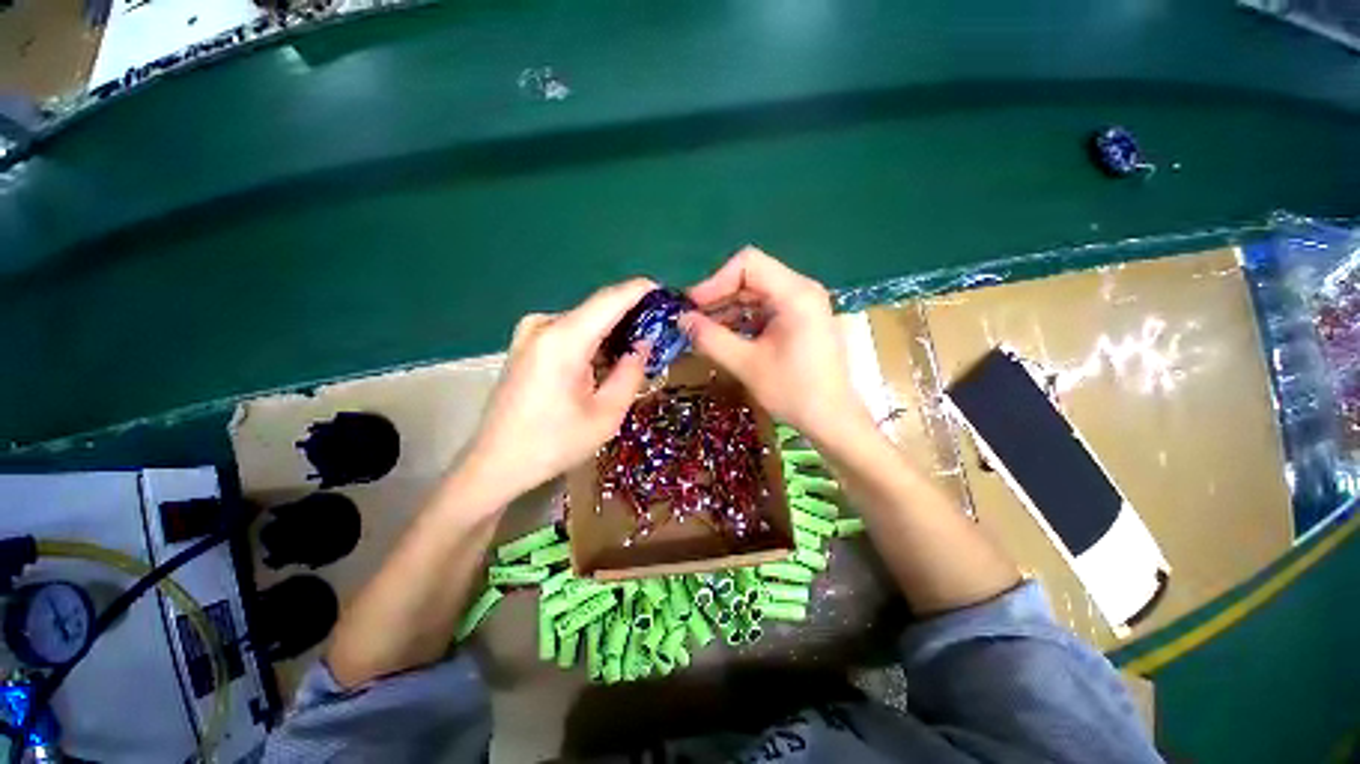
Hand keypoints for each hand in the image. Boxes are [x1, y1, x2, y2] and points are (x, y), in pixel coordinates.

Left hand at [461, 278, 654, 500]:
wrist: (496, 464)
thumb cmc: (553, 444)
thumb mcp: (606, 415)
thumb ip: (631, 373)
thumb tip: (644, 344)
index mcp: (563, 340)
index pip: (610, 300)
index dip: (640, 290)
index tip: (666, 292)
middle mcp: (543, 326)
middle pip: (597, 309)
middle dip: (630, 315)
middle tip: (660, 329)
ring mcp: (530, 333)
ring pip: (584, 322)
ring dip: (612, 331)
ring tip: (639, 347)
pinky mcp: (525, 345)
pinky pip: (569, 332)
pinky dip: (592, 340)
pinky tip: (606, 359)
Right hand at [682, 247, 871, 444]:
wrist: (833, 420)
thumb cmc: (794, 391)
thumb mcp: (746, 364)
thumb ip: (711, 339)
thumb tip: (681, 320)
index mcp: (795, 293)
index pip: (748, 264)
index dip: (715, 281)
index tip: (693, 306)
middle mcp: (802, 290)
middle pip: (751, 278)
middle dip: (719, 298)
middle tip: (693, 321)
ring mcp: (803, 305)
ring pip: (756, 295)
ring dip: (728, 311)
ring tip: (705, 333)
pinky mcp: (801, 321)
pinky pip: (766, 310)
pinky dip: (743, 321)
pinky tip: (726, 339)